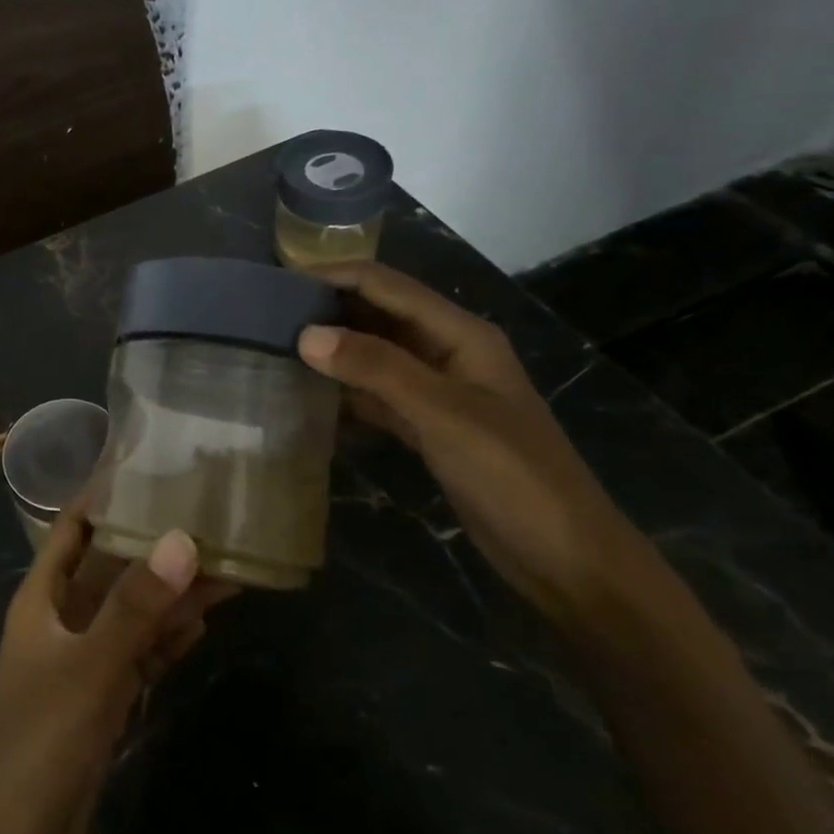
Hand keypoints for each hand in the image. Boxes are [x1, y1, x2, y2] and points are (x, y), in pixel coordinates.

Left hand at [0, 512, 231, 833]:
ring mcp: (80, 662)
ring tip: (222, 567)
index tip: (150, 467)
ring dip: (169, 593)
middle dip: (153, 546)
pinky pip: (137, 655)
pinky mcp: (100, 702)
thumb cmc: (39, 744)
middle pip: (110, 568)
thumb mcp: (90, 667)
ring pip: (130, 613)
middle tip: (207, 518)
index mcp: (41, 597)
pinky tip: (200, 625)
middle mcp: (60, 620)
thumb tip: (183, 539)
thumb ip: (136, 606)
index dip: (103, 495)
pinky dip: (165, 640)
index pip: (72, 527)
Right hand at [296, 260, 639, 625]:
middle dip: (329, 307)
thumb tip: (306, 334)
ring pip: (375, 355)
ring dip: (333, 349)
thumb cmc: (513, 476)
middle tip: (267, 311)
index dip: (336, 274)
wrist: (566, 559)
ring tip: (277, 345)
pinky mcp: (429, 427)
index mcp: (461, 335)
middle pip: (380, 315)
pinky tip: (308, 394)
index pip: (388, 286)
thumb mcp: (443, 415)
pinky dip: (346, 391)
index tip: (280, 276)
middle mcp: (448, 353)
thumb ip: (376, 369)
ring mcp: (438, 392)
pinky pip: (377, 395)